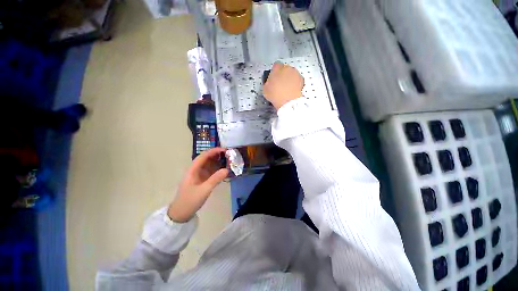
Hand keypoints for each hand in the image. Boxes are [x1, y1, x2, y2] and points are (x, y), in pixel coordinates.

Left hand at [168, 148, 228, 222]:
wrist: (181, 214)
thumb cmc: (190, 201)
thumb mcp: (204, 190)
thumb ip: (215, 179)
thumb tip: (227, 169)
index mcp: (193, 170)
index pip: (203, 156)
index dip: (213, 151)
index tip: (224, 150)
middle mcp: (195, 170)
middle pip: (206, 159)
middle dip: (216, 156)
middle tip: (228, 155)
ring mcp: (198, 176)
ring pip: (209, 165)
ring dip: (217, 162)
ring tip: (228, 161)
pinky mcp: (201, 181)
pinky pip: (210, 172)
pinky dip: (217, 170)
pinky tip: (224, 170)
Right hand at [263, 62, 304, 109]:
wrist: (288, 102)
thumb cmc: (275, 95)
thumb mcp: (265, 89)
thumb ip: (268, 82)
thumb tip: (269, 82)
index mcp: (277, 69)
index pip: (276, 65)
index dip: (275, 71)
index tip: (274, 78)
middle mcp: (287, 68)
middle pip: (284, 69)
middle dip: (283, 74)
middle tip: (280, 84)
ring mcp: (295, 73)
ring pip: (291, 73)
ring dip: (289, 78)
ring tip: (287, 87)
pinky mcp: (302, 79)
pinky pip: (297, 79)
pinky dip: (295, 83)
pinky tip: (292, 90)